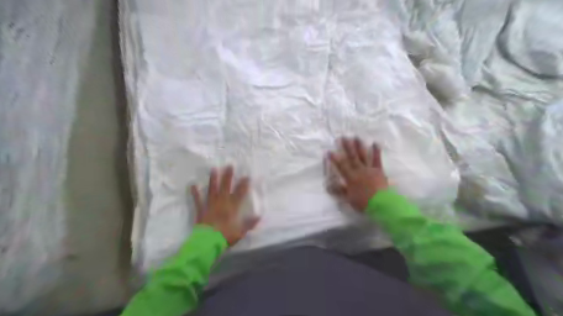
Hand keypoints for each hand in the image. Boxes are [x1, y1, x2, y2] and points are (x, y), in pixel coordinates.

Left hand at [189, 167, 258, 245]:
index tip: (247, 176)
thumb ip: (250, 224)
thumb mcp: (241, 232)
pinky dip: (195, 193)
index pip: (239, 194)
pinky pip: (198, 200)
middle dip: (228, 176)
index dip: (244, 185)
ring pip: (212, 190)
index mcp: (232, 208)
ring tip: (213, 169)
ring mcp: (210, 206)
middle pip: (225, 187)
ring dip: (213, 180)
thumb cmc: (225, 237)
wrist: (207, 243)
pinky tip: (193, 185)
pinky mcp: (201, 210)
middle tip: (229, 165)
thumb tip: (260, 216)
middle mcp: (221, 203)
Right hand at [328, 136, 389, 211]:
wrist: (382, 204)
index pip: (341, 166)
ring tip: (356, 137)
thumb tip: (328, 185)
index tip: (329, 151)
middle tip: (343, 137)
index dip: (334, 158)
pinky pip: (377, 159)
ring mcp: (369, 169)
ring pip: (363, 156)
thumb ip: (339, 190)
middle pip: (351, 157)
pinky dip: (376, 151)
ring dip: (359, 146)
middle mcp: (359, 171)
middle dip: (346, 147)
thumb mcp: (349, 199)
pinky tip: (375, 143)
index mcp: (350, 178)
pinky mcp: (379, 170)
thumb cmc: (364, 203)